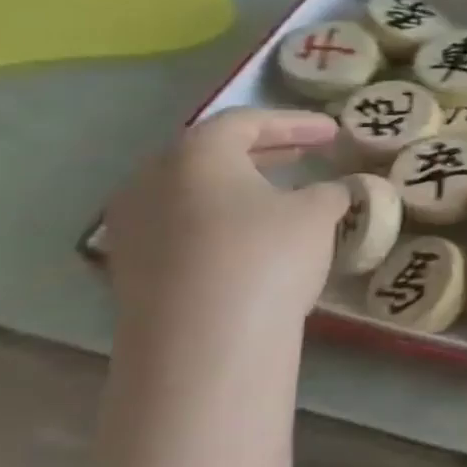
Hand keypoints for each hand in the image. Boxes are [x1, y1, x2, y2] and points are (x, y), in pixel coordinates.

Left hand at [106, 108, 349, 347]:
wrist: (202, 345)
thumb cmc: (265, 257)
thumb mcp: (318, 214)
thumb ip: (331, 191)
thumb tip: (335, 190)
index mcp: (195, 154)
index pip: (247, 121)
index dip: (296, 122)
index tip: (333, 132)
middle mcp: (152, 181)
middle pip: (211, 153)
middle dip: (264, 151)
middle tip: (307, 154)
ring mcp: (133, 228)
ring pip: (193, 192)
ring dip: (239, 188)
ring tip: (281, 197)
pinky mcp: (131, 271)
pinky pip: (183, 228)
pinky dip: (220, 222)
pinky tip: (252, 240)